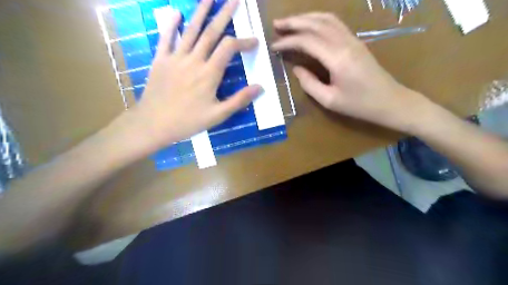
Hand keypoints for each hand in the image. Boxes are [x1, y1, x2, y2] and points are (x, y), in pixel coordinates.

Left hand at [127, 0, 261, 153]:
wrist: (153, 124)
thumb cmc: (188, 122)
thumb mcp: (218, 115)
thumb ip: (239, 100)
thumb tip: (260, 87)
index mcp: (209, 74)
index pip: (229, 48)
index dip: (243, 42)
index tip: (254, 41)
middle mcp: (194, 60)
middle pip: (211, 32)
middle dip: (225, 14)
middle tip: (235, 0)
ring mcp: (175, 58)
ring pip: (191, 30)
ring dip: (201, 12)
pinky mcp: (160, 60)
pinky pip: (166, 38)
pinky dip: (171, 24)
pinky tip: (176, 12)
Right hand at [272, 14, 433, 132]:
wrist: (390, 101)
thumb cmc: (359, 105)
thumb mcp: (329, 100)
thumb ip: (309, 84)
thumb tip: (296, 69)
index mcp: (337, 58)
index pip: (307, 41)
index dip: (288, 42)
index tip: (274, 46)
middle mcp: (345, 43)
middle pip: (316, 23)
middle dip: (294, 22)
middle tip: (276, 24)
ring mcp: (353, 39)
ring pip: (327, 19)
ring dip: (306, 17)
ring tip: (290, 22)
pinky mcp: (356, 41)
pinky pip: (335, 23)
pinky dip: (319, 20)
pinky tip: (310, 25)